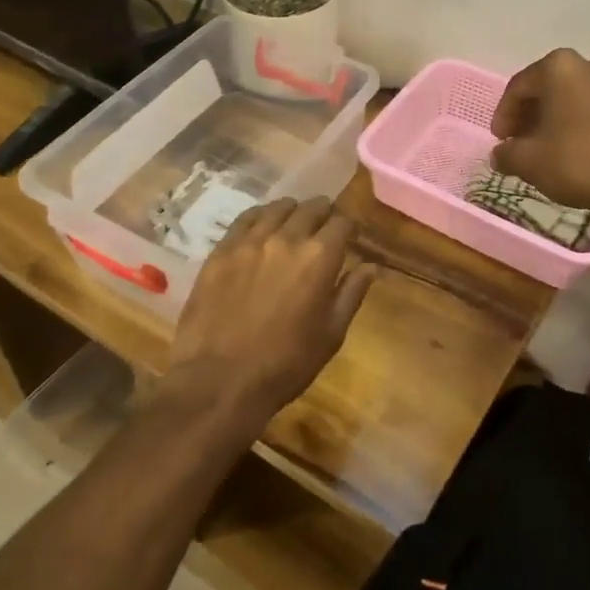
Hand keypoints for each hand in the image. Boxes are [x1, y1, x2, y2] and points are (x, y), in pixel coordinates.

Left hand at [163, 197, 373, 434]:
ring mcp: (250, 241)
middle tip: (324, 231)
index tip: (350, 238)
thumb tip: (370, 266)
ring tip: (293, 227)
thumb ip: (351, 294)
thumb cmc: (285, 364)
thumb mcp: (331, 335)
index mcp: (320, 257)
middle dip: (324, 215)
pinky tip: (261, 228)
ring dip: (293, 213)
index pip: (343, 222)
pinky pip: (246, 218)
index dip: (350, 227)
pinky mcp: (222, 250)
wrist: (219, 382)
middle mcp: (287, 237)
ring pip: (278, 208)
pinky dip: (260, 217)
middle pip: (312, 207)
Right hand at [490, 49, 589, 216]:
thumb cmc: (579, 160)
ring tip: (548, 150)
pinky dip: (581, 127)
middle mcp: (589, 66)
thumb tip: (500, 155)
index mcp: (559, 67)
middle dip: (531, 116)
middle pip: (548, 89)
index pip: (518, 87)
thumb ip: (507, 154)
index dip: (503, 115)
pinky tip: (577, 153)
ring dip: (557, 121)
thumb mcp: (529, 161)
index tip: (500, 141)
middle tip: (520, 143)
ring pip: (574, 100)